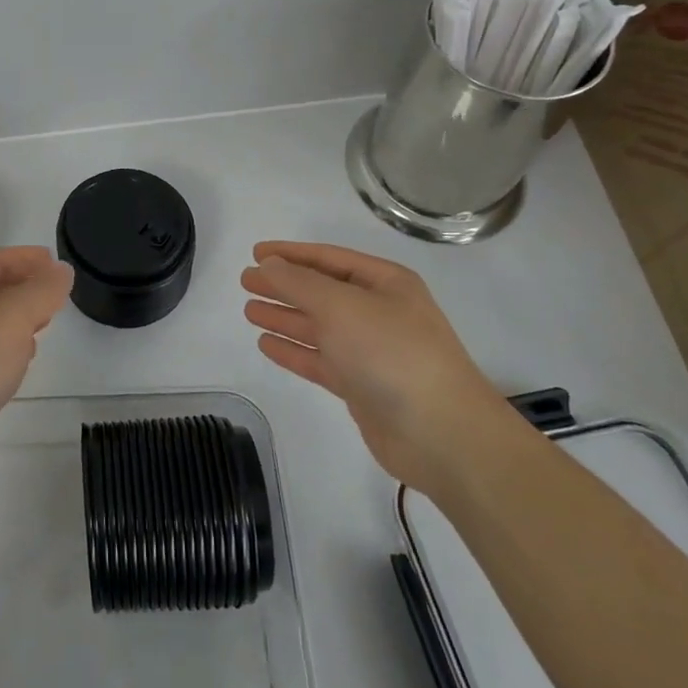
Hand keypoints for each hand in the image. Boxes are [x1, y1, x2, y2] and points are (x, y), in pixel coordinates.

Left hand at [0, 246, 74, 492]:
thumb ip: (40, 292)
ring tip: (41, 328)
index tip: (57, 264)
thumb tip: (61, 271)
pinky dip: (0, 351)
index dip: (26, 259)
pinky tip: (15, 366)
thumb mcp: (10, 320)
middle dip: (21, 289)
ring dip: (12, 322)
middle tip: (55, 297)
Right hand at [241, 241, 513, 493]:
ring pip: (319, 327)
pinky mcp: (363, 386)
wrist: (441, 433)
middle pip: (321, 292)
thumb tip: (269, 264)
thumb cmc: (391, 352)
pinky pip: (321, 360)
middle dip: (284, 285)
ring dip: (285, 317)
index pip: (328, 259)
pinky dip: (294, 351)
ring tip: (249, 310)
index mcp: (384, 283)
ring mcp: (371, 351)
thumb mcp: (341, 306)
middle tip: (246, 282)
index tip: (255, 253)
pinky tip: (266, 344)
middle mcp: (379, 312)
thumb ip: (299, 283)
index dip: (290, 254)